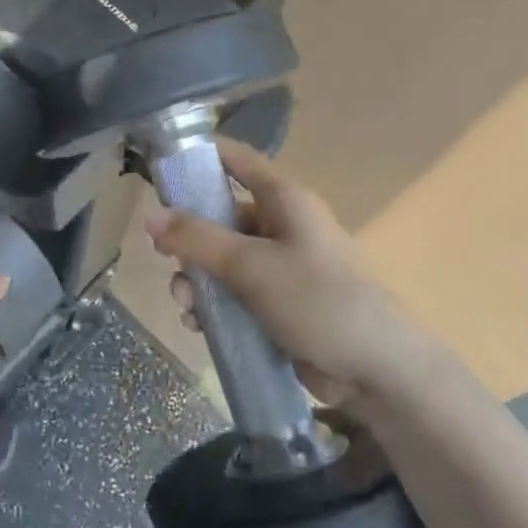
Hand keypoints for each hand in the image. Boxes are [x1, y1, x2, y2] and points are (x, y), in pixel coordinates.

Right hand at [145, 137, 450, 416]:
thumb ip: (197, 239)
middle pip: (219, 215)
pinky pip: (233, 293)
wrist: (378, 372)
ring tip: (187, 307)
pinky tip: (200, 327)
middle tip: (163, 258)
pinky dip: (213, 305)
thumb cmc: (318, 300)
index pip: (235, 159)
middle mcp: (280, 225)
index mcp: (283, 199)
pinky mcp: (277, 303)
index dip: (198, 155)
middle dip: (188, 239)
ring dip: (196, 280)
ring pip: (220, 259)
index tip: (158, 167)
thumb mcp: (250, 266)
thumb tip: (149, 217)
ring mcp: (279, 266)